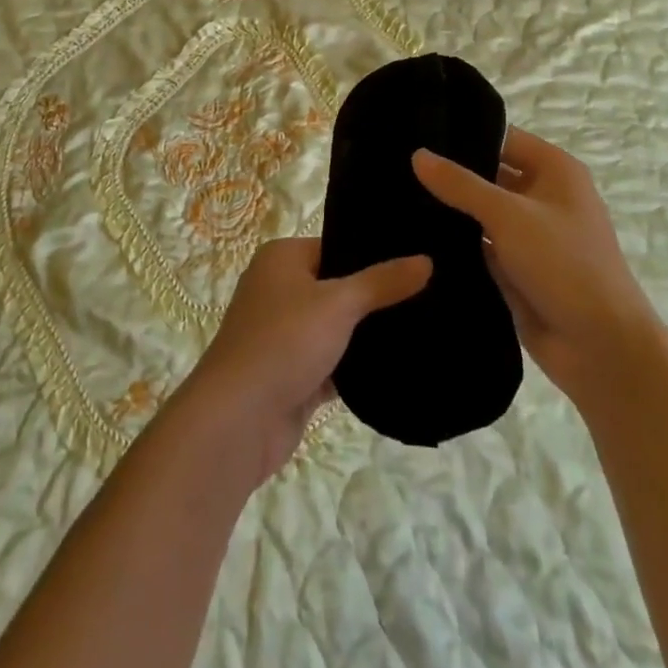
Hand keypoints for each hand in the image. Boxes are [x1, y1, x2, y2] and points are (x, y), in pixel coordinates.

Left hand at [181, 237, 429, 486]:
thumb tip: (426, 259)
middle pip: (337, 287)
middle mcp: (279, 290)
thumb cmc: (284, 342)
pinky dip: (357, 369)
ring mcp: (284, 336)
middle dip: (375, 298)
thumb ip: (383, 282)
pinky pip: (333, 365)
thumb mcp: (338, 303)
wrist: (238, 421)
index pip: (336, 247)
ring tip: (423, 329)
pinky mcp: (292, 376)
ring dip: (367, 336)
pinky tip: (399, 368)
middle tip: (429, 296)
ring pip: (337, 329)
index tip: (416, 262)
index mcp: (282, 259)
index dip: (373, 255)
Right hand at [413, 128, 654, 403]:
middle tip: (395, 165)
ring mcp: (528, 234)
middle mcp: (542, 195)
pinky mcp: (515, 268)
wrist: (601, 349)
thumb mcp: (509, 215)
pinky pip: (478, 245)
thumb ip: (461, 184)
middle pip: (488, 174)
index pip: (501, 137)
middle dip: (449, 173)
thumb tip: (417, 154)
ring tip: (394, 195)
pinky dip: (454, 241)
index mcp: (554, 169)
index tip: (414, 131)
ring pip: (480, 212)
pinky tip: (411, 234)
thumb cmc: (564, 264)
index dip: (462, 134)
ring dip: (448, 209)